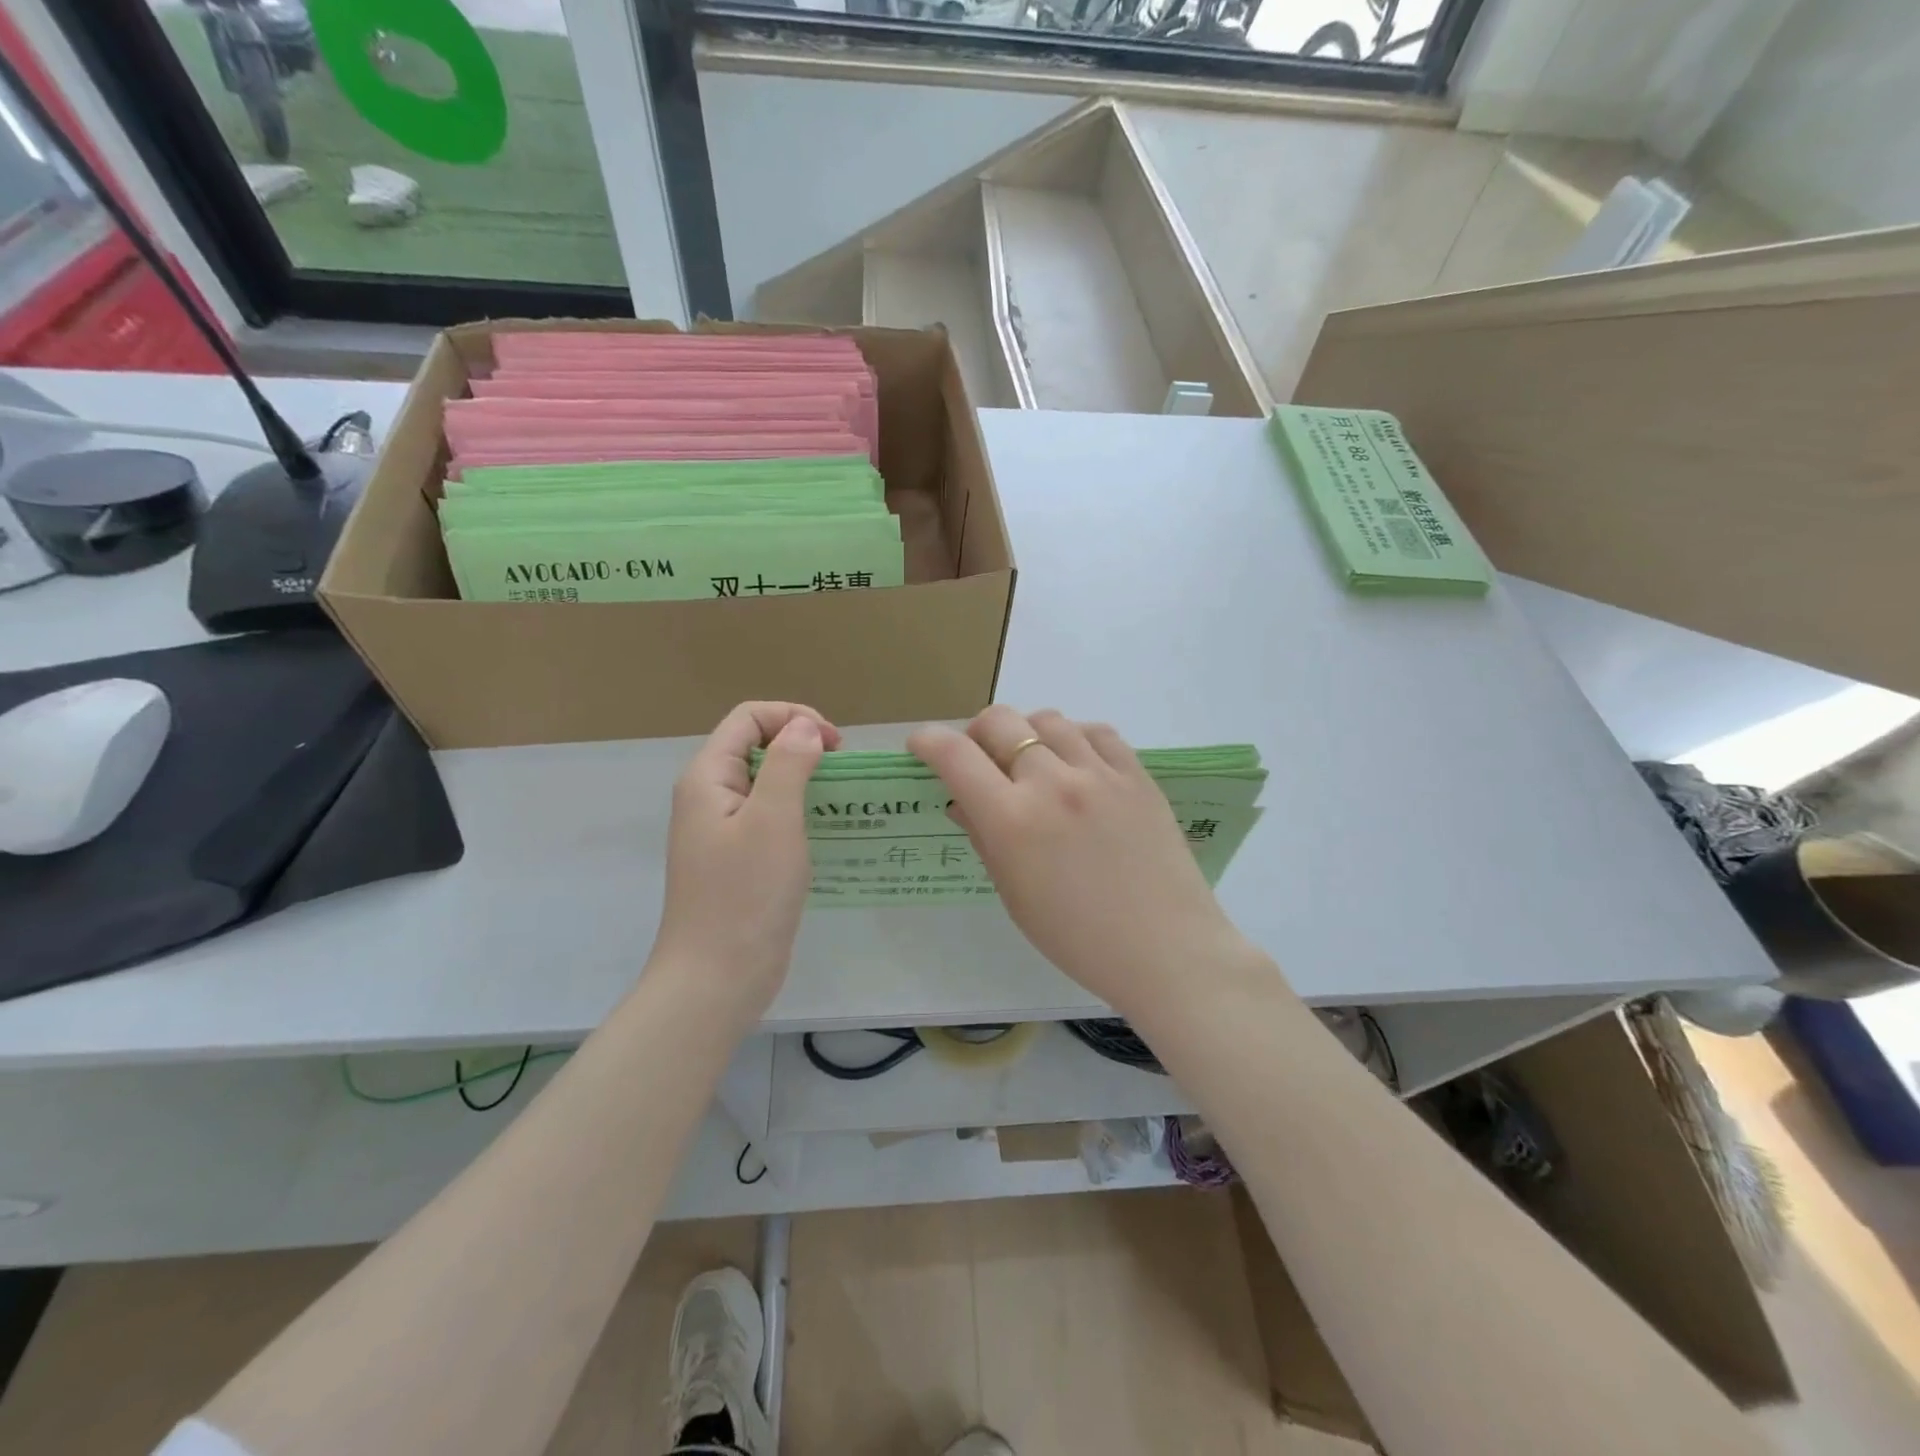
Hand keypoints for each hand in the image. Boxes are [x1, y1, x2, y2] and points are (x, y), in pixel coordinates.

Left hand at [652, 701, 839, 1019]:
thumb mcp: (773, 819)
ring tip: (843, 798)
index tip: (835, 745)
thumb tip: (805, 728)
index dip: (793, 717)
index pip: (749, 718)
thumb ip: (789, 764)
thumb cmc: (745, 895)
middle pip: (757, 746)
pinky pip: (770, 818)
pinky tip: (827, 831)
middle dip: (802, 746)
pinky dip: (799, 812)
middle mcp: (709, 797)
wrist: (717, 979)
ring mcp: (722, 831)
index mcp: (708, 778)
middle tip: (842, 772)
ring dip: (805, 780)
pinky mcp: (738, 860)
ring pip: (766, 783)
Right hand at [909, 706, 1251, 1012]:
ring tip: (1032, 763)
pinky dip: (1075, 738)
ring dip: (1027, 734)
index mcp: (1012, 820)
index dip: (928, 741)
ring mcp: (1099, 774)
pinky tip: (1077, 763)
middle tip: (980, 760)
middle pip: (1000, 721)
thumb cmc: (1077, 938)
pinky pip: (1096, 732)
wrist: (1165, 949)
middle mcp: (1052, 783)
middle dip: (976, 733)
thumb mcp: (1014, 894)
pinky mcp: (1137, 775)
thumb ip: (984, 838)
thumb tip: (961, 801)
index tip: (921, 746)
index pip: (955, 756)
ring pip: (1048, 720)